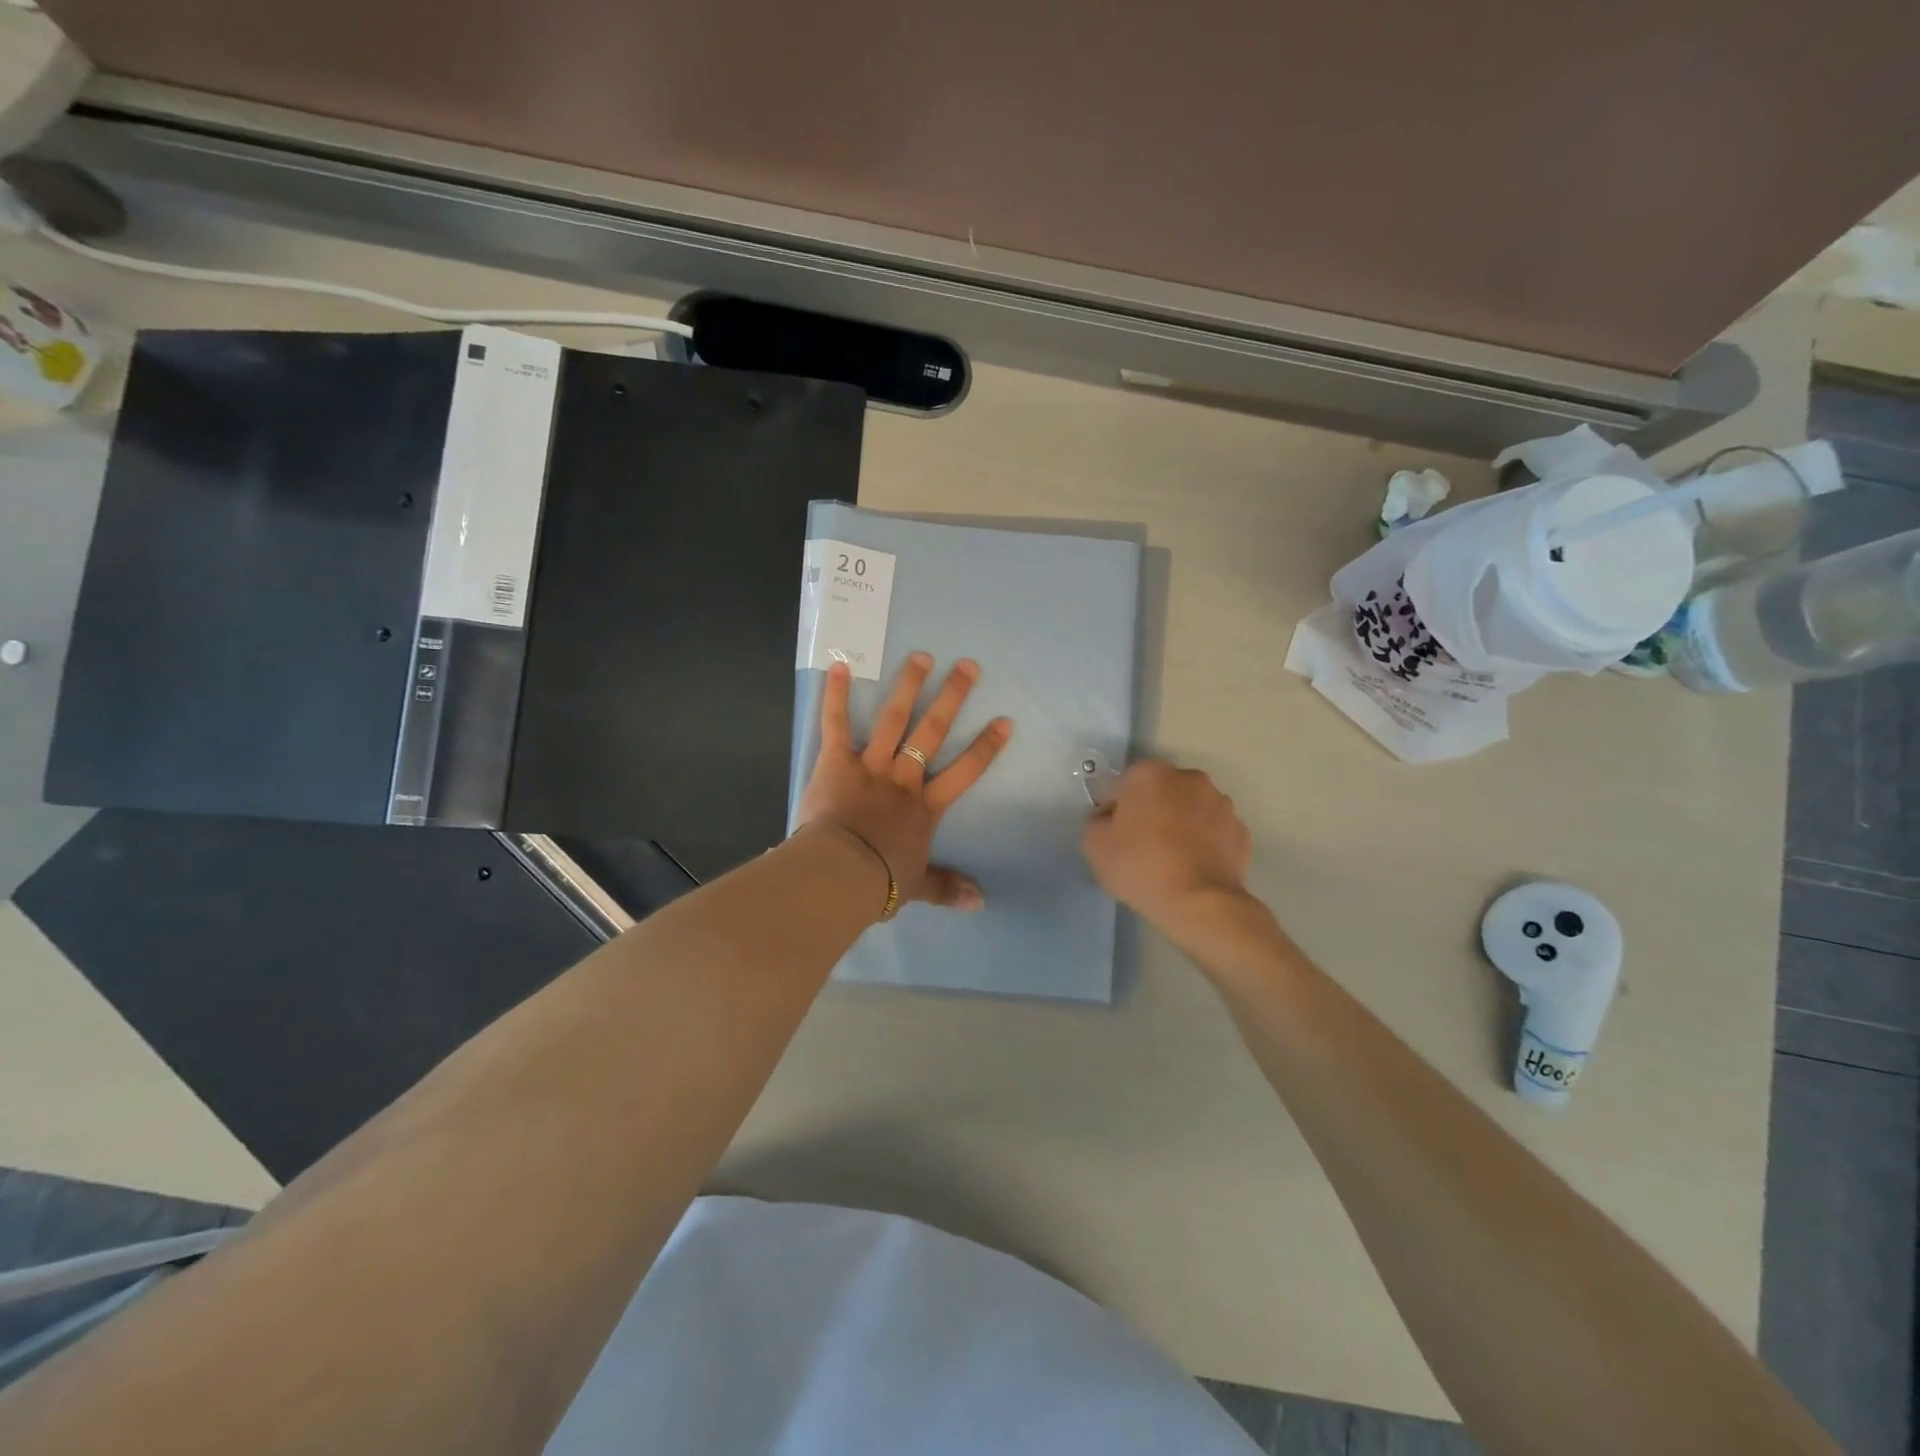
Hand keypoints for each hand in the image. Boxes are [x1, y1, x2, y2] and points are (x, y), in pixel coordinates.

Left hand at [796, 654, 1012, 911]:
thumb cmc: (879, 881)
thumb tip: (981, 902)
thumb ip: (947, 888)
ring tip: (922, 657)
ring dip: (908, 687)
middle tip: (967, 667)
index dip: (985, 747)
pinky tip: (839, 665)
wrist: (839, 874)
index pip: (964, 773)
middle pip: (931, 733)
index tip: (1004, 721)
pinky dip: (835, 695)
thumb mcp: (917, 886)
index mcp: (924, 807)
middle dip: (952, 698)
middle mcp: (903, 778)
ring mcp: (870, 766)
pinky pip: (836, 724)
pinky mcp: (836, 762)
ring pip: (893, 720)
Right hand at [1082, 760, 1252, 933]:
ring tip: (1172, 860)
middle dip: (1153, 810)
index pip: (1124, 784)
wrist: (1199, 903)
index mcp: (1150, 774)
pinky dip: (1205, 843)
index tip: (1114, 835)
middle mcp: (1189, 778)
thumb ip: (1096, 821)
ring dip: (1182, 824)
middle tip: (1142, 845)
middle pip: (1162, 791)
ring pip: (1191, 808)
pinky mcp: (1241, 831)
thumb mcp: (1094, 845)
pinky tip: (1194, 867)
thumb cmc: (1140, 866)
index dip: (1116, 809)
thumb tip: (1109, 818)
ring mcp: (1221, 803)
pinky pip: (1214, 831)